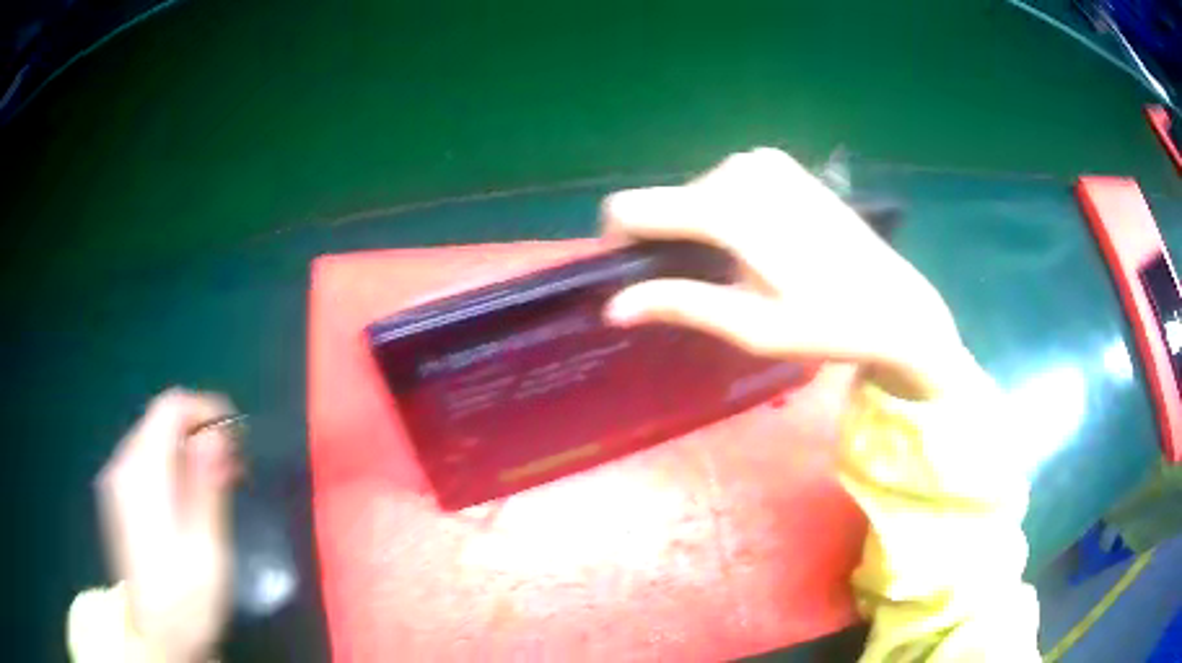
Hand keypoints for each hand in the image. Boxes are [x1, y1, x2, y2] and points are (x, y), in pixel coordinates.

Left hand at [97, 389, 239, 661]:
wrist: (157, 639)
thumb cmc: (186, 600)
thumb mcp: (206, 549)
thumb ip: (207, 488)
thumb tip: (218, 435)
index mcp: (141, 473)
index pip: (169, 408)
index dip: (204, 408)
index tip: (237, 431)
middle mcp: (121, 466)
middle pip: (159, 421)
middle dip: (198, 431)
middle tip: (235, 465)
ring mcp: (116, 483)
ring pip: (152, 440)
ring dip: (187, 450)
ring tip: (218, 482)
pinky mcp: (118, 500)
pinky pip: (145, 461)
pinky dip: (171, 465)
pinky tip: (189, 498)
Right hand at [602, 148, 967, 398]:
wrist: (893, 303)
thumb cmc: (827, 324)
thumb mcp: (751, 326)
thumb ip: (680, 304)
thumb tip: (613, 307)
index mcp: (728, 208)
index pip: (634, 207)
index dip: (620, 241)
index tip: (633, 276)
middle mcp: (739, 169)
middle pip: (667, 202)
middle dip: (669, 242)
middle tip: (706, 287)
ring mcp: (763, 160)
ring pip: (695, 193)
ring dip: (699, 230)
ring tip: (736, 270)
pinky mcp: (780, 163)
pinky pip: (725, 183)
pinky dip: (724, 212)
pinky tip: (757, 243)